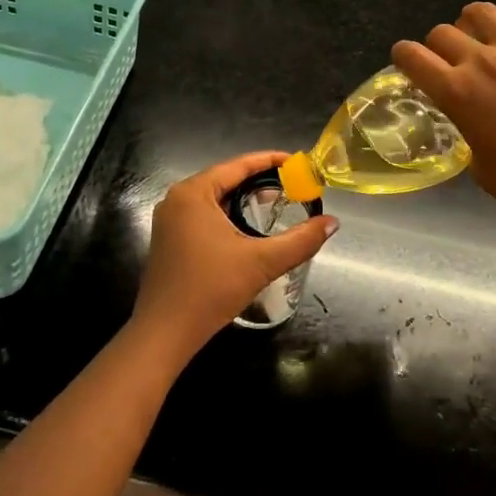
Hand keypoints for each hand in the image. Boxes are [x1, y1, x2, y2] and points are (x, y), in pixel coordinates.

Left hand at [133, 151, 337, 358]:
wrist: (163, 335)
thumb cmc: (209, 290)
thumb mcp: (261, 262)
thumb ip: (300, 241)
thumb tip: (333, 223)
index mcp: (193, 193)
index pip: (238, 165)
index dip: (271, 161)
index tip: (298, 162)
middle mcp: (178, 199)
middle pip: (226, 178)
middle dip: (260, 180)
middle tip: (293, 183)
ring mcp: (170, 220)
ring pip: (215, 198)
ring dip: (244, 198)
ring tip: (277, 202)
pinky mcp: (170, 240)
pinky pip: (205, 214)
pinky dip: (229, 213)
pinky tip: (249, 227)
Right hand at [391, 0, 495, 223]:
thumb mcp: (475, 162)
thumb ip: (465, 128)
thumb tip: (470, 119)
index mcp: (456, 92)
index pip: (412, 56)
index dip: (403, 55)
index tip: (408, 61)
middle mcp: (481, 62)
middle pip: (443, 32)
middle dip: (438, 44)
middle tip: (450, 58)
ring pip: (483, 12)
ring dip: (473, 19)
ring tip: (480, 30)